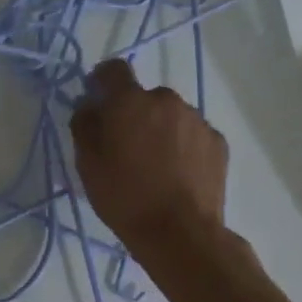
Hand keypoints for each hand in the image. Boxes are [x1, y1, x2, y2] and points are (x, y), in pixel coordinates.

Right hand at [70, 59, 228, 261]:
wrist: (180, 232)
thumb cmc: (124, 197)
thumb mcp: (87, 164)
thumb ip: (84, 125)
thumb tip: (89, 105)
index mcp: (131, 102)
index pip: (113, 69)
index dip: (102, 81)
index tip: (98, 101)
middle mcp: (167, 100)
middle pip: (144, 97)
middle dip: (133, 114)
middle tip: (125, 147)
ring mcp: (197, 120)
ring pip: (170, 115)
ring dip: (160, 129)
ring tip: (154, 165)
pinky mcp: (217, 142)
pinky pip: (192, 134)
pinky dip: (182, 145)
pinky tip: (176, 174)